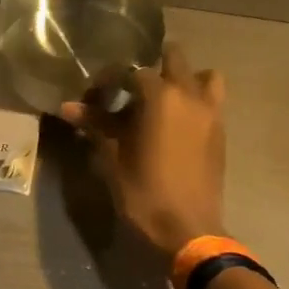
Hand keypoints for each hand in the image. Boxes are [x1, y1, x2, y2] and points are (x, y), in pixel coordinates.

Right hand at [60, 44, 226, 260]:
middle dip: (150, 67)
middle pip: (174, 58)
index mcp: (161, 97)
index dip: (109, 79)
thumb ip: (95, 125)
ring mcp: (212, 112)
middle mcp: (190, 95)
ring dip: (184, 79)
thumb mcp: (112, 158)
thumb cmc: (144, 193)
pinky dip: (195, 101)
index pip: (130, 70)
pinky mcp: (221, 132)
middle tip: (130, 91)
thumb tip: (67, 106)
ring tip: (162, 101)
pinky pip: (212, 101)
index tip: (95, 96)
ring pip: (204, 76)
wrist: (189, 230)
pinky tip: (175, 124)